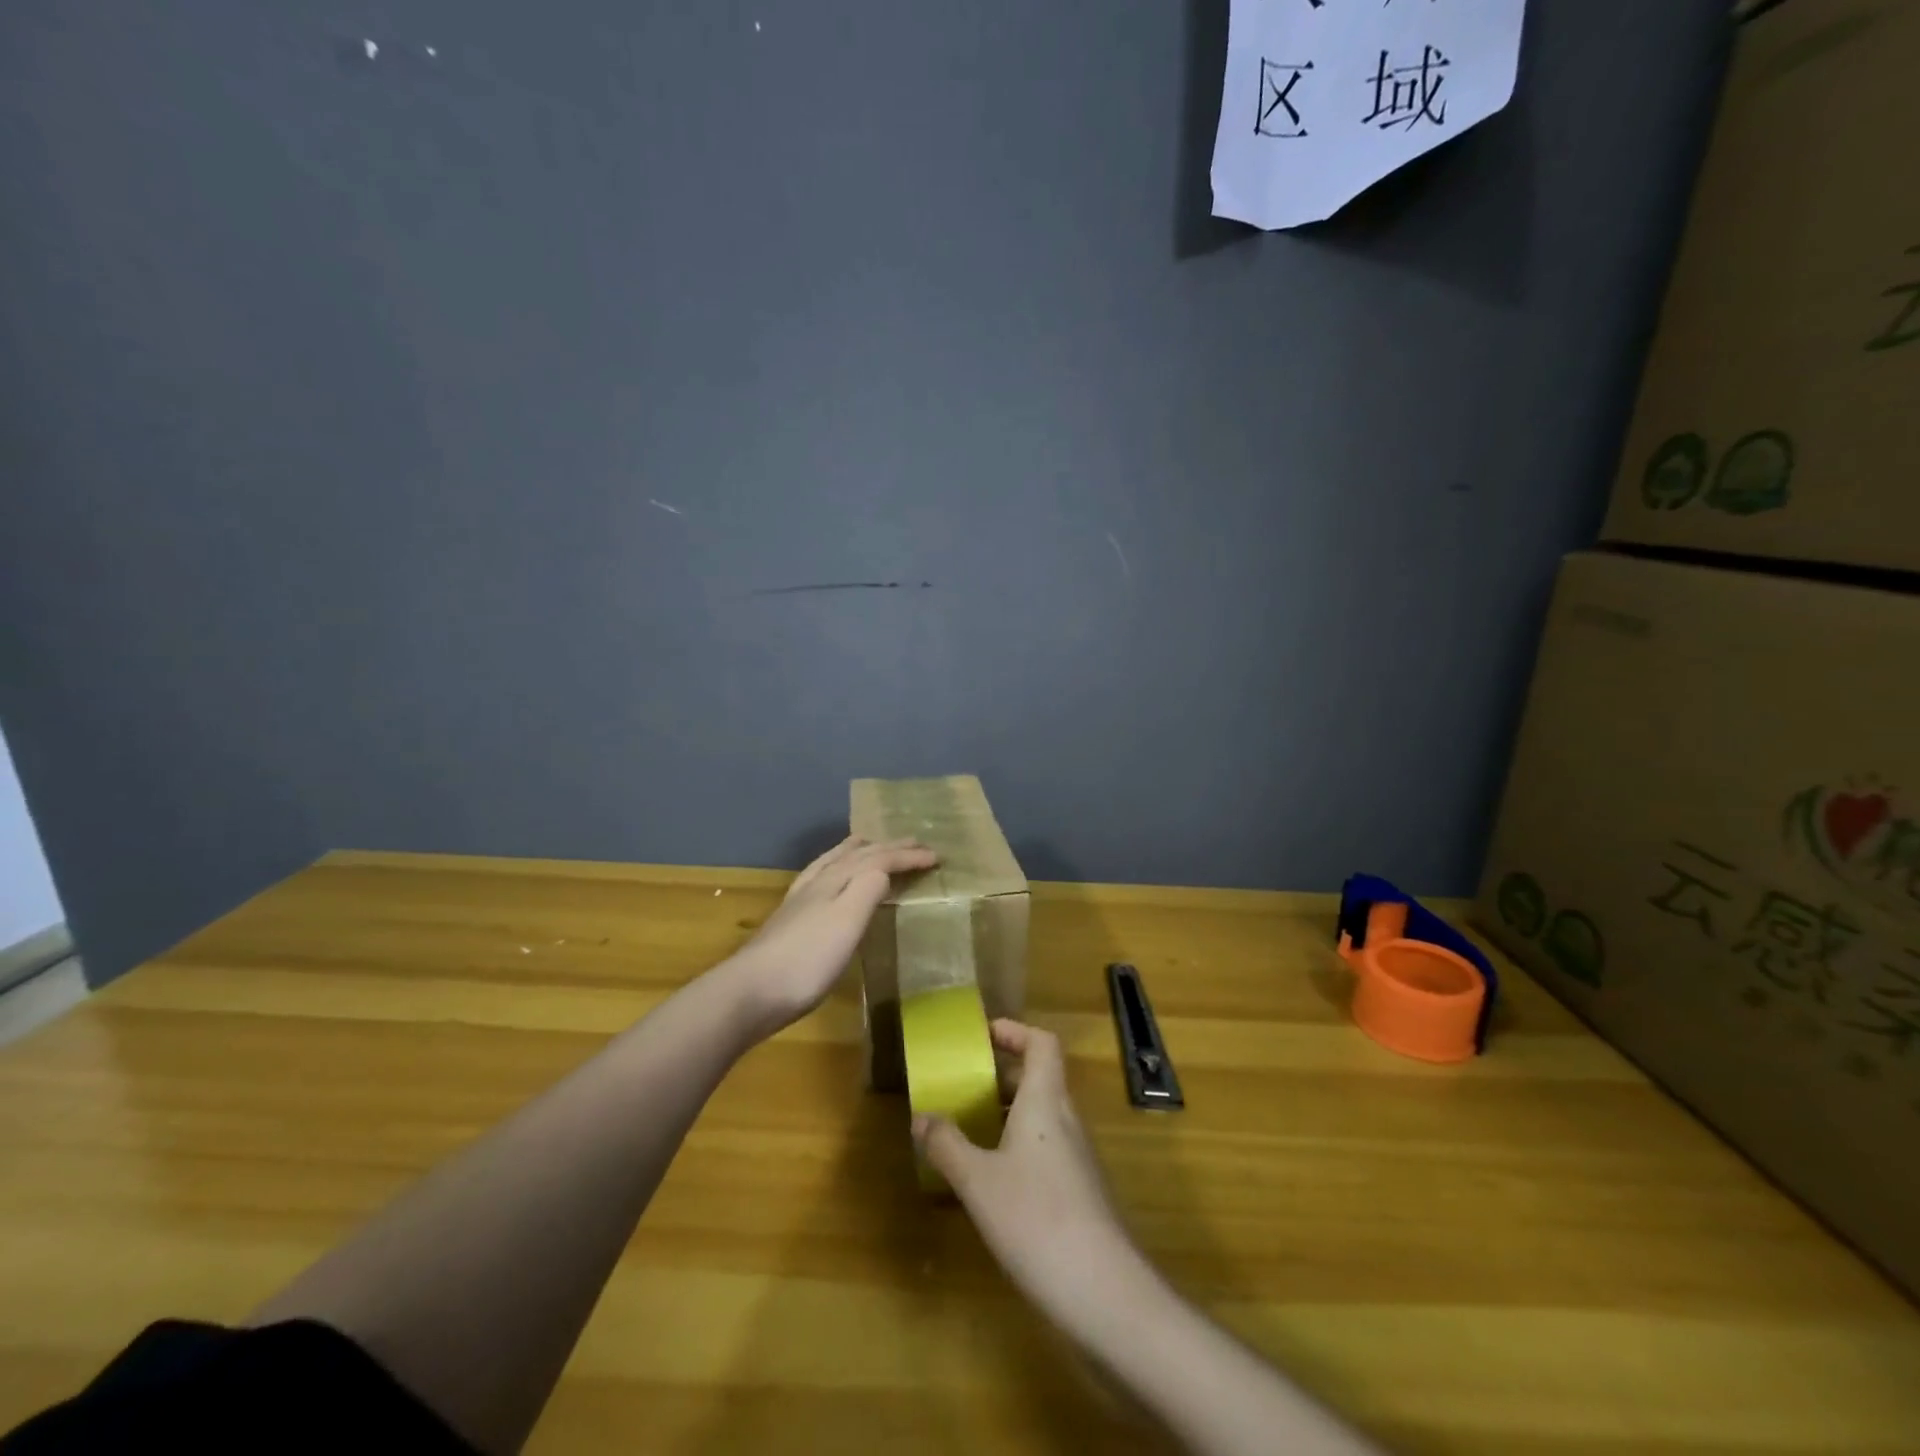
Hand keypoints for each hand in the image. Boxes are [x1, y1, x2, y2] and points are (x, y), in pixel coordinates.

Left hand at [725, 836, 936, 1034]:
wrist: (751, 991)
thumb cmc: (808, 959)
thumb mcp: (847, 921)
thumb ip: (868, 888)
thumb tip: (884, 868)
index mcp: (837, 880)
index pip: (878, 859)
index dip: (907, 856)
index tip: (936, 857)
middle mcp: (818, 882)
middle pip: (857, 856)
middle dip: (888, 847)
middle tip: (913, 842)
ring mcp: (800, 901)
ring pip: (832, 863)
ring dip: (856, 850)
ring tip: (867, 841)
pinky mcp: (789, 919)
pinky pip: (818, 878)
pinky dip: (832, 868)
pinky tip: (826, 879)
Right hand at [915, 1020, 1144, 1317]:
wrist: (1105, 1292)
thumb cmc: (1036, 1219)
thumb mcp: (978, 1181)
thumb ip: (947, 1145)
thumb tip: (921, 1117)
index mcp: (1046, 1101)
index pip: (1042, 1043)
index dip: (1015, 1031)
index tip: (982, 1036)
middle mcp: (1067, 1120)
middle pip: (1039, 1077)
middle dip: (1001, 1075)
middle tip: (963, 1084)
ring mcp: (1078, 1158)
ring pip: (1042, 1116)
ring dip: (1008, 1113)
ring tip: (969, 1129)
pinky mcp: (1081, 1193)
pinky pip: (1047, 1148)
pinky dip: (1018, 1146)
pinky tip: (993, 1180)